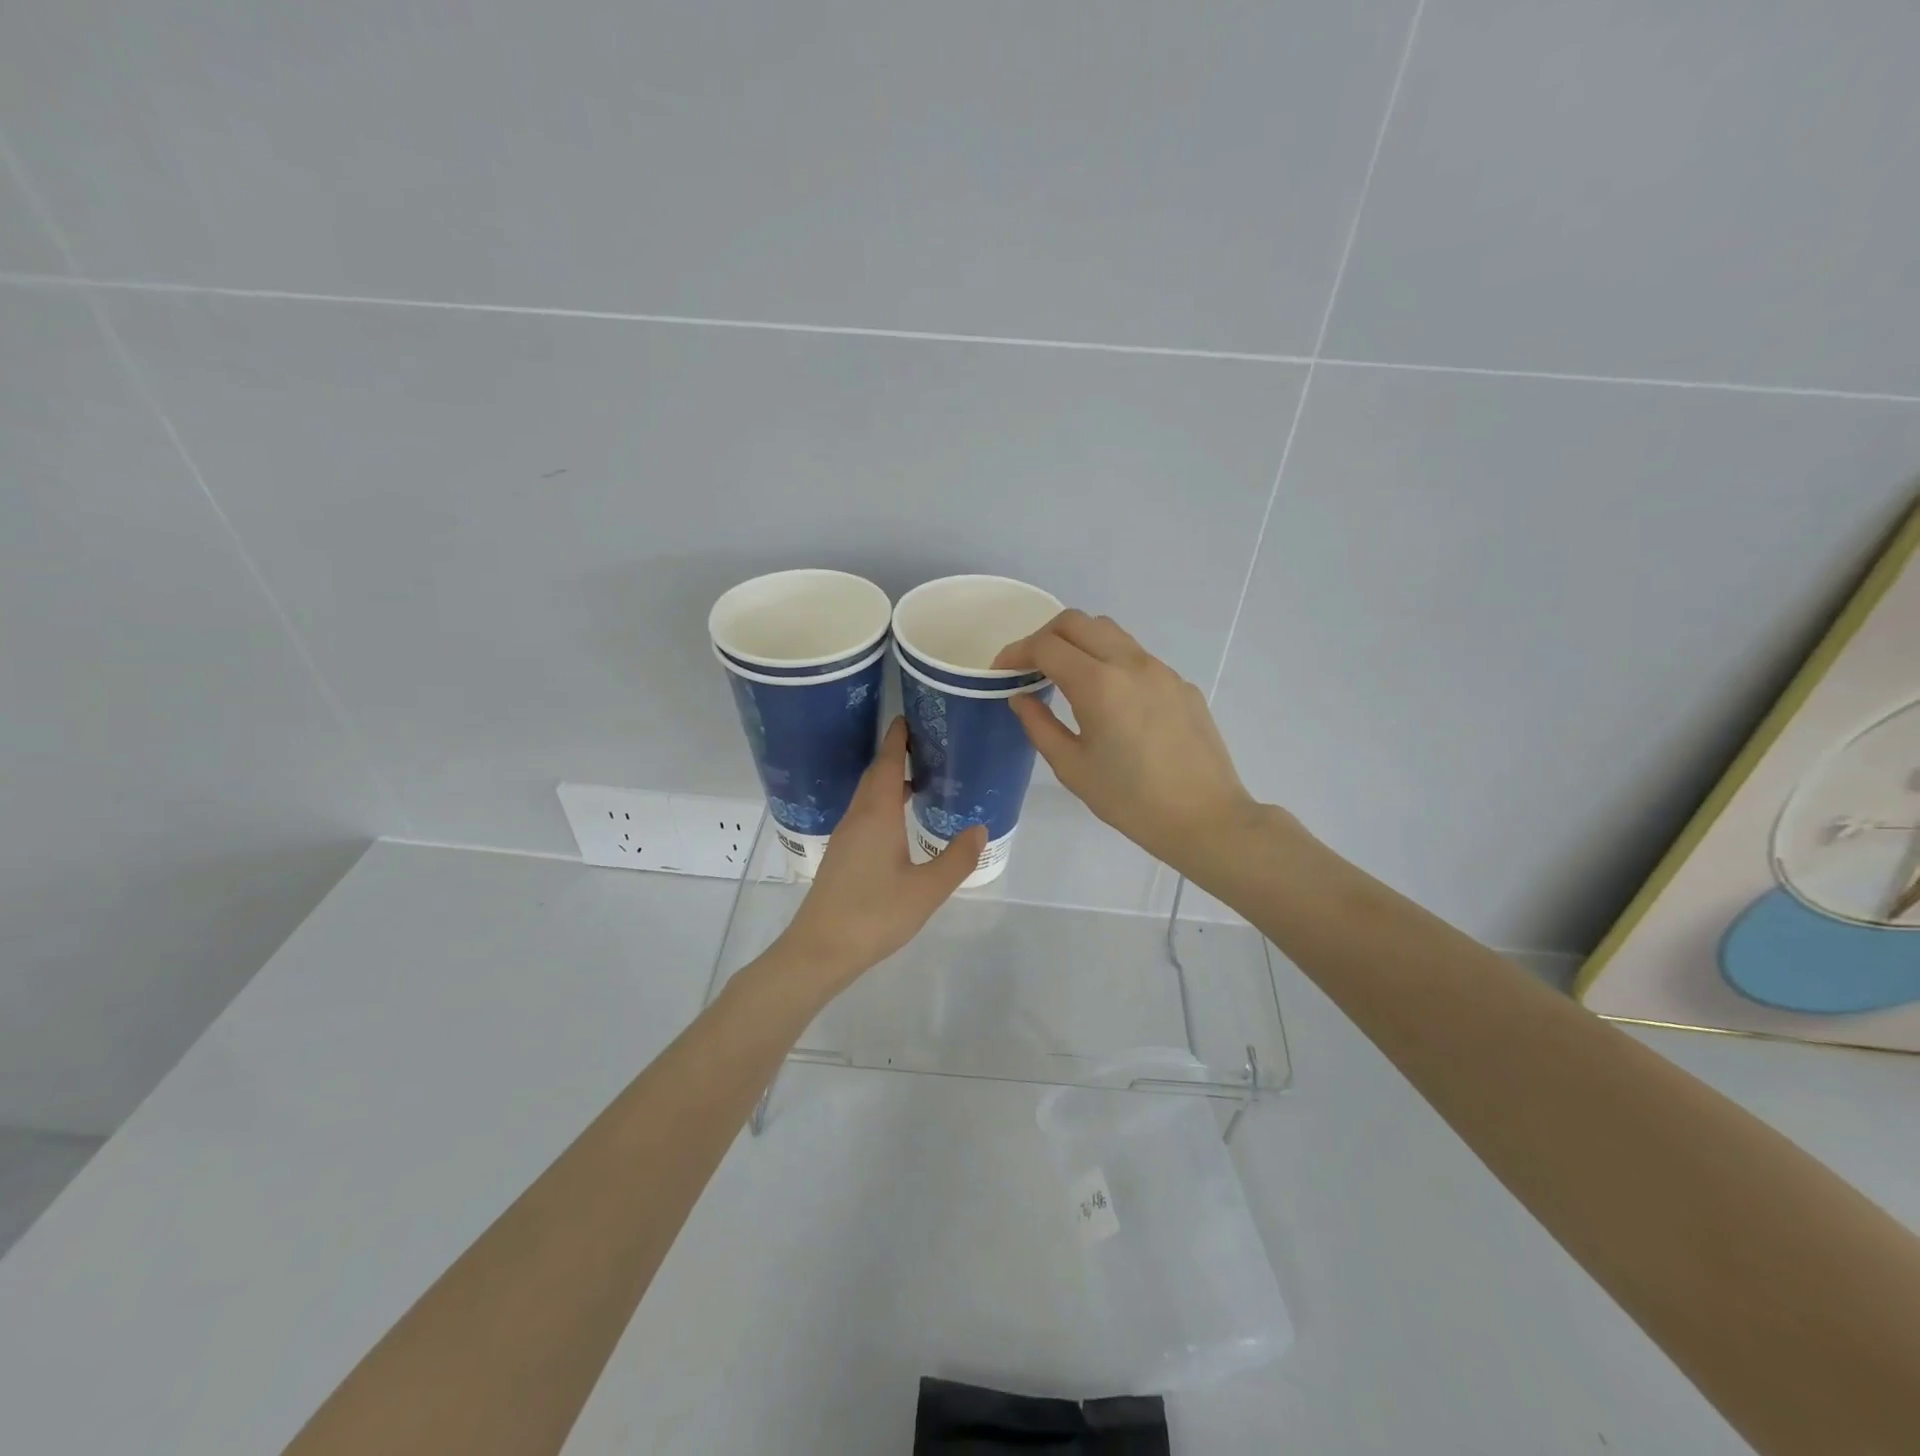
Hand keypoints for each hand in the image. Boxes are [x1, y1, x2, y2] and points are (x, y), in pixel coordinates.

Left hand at [779, 717, 985, 987]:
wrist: (820, 950)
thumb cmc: (874, 914)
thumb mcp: (926, 889)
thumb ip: (956, 858)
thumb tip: (979, 828)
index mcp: (877, 814)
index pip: (887, 763)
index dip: (898, 738)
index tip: (910, 716)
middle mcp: (858, 817)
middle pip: (876, 775)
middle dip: (896, 754)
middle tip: (925, 743)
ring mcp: (846, 837)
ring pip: (868, 796)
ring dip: (890, 780)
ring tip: (920, 779)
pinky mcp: (842, 856)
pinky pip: (865, 814)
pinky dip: (884, 803)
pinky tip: (900, 822)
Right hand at [993, 610, 1262, 875]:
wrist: (1205, 817)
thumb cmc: (1130, 800)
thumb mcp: (1073, 767)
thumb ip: (1039, 725)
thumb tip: (1020, 697)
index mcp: (1098, 684)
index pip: (1046, 646)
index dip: (1016, 652)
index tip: (1001, 671)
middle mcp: (1130, 663)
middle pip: (1077, 622)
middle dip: (1044, 636)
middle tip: (1029, 667)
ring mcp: (1160, 670)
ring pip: (1110, 632)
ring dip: (1079, 642)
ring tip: (1065, 676)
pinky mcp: (1179, 683)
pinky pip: (1135, 656)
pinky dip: (1109, 661)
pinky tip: (1109, 700)